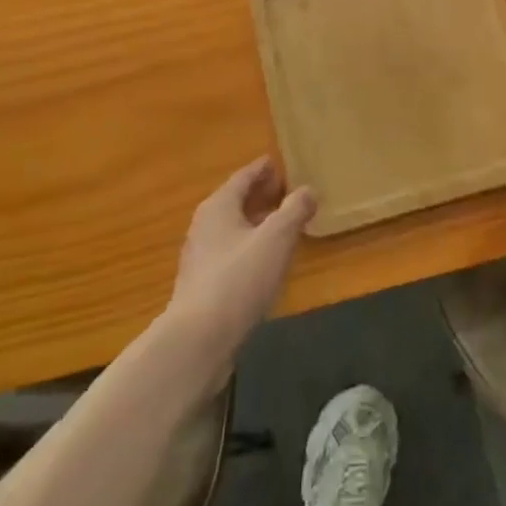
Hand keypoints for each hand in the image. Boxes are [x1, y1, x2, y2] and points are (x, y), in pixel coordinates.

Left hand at [168, 157, 315, 360]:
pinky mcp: (202, 285)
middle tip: (289, 193)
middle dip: (262, 195)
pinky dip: (250, 247)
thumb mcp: (276, 239)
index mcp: (219, 206)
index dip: (265, 169)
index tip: (283, 164)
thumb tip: (308, 190)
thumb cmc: (238, 279)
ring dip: (257, 223)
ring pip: (233, 228)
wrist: (197, 341)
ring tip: (284, 226)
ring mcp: (201, 257)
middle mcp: (205, 225)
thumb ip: (294, 210)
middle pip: (237, 201)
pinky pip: (231, 253)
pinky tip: (266, 262)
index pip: (244, 176)